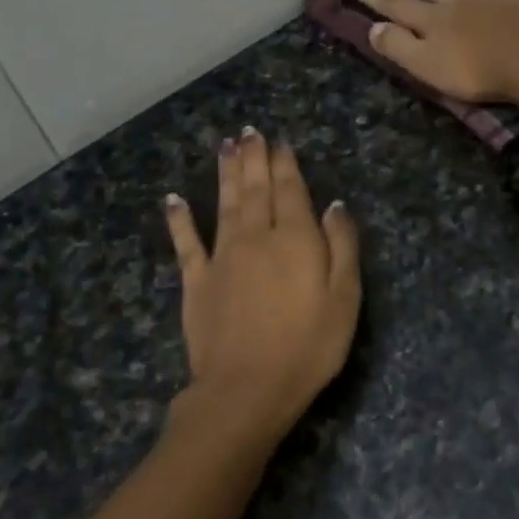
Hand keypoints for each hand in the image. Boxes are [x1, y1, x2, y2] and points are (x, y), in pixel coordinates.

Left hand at [162, 130, 360, 450]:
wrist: (248, 388)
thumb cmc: (308, 346)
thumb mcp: (345, 299)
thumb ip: (341, 247)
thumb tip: (334, 205)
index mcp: (294, 239)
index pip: (290, 191)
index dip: (285, 164)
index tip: (279, 142)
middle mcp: (256, 237)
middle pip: (255, 189)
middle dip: (254, 158)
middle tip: (249, 131)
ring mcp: (222, 257)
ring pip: (224, 204)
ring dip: (225, 173)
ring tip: (225, 146)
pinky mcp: (197, 281)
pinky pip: (186, 242)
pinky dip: (179, 218)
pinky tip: (173, 198)